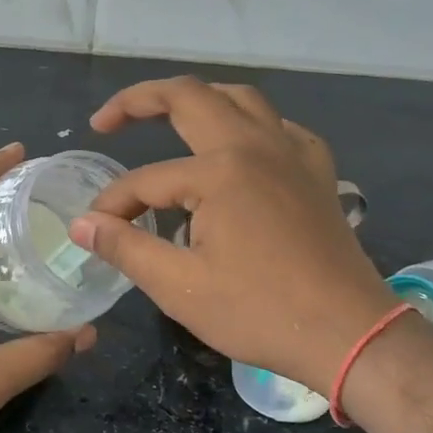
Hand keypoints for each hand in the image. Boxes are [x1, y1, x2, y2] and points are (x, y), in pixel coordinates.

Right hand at [68, 78, 391, 393]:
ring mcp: (292, 153)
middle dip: (140, 100)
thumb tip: (82, 225)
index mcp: (221, 171)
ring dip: (197, 99)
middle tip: (106, 121)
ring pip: (239, 99)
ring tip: (166, 115)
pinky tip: (238, 146)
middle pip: (190, 97)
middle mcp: (256, 145)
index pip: (146, 179)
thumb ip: (125, 247)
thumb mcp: (179, 287)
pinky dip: (248, 123)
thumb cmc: (261, 313)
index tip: (94, 230)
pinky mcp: (317, 171)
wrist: (350, 335)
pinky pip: (278, 126)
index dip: (114, 205)